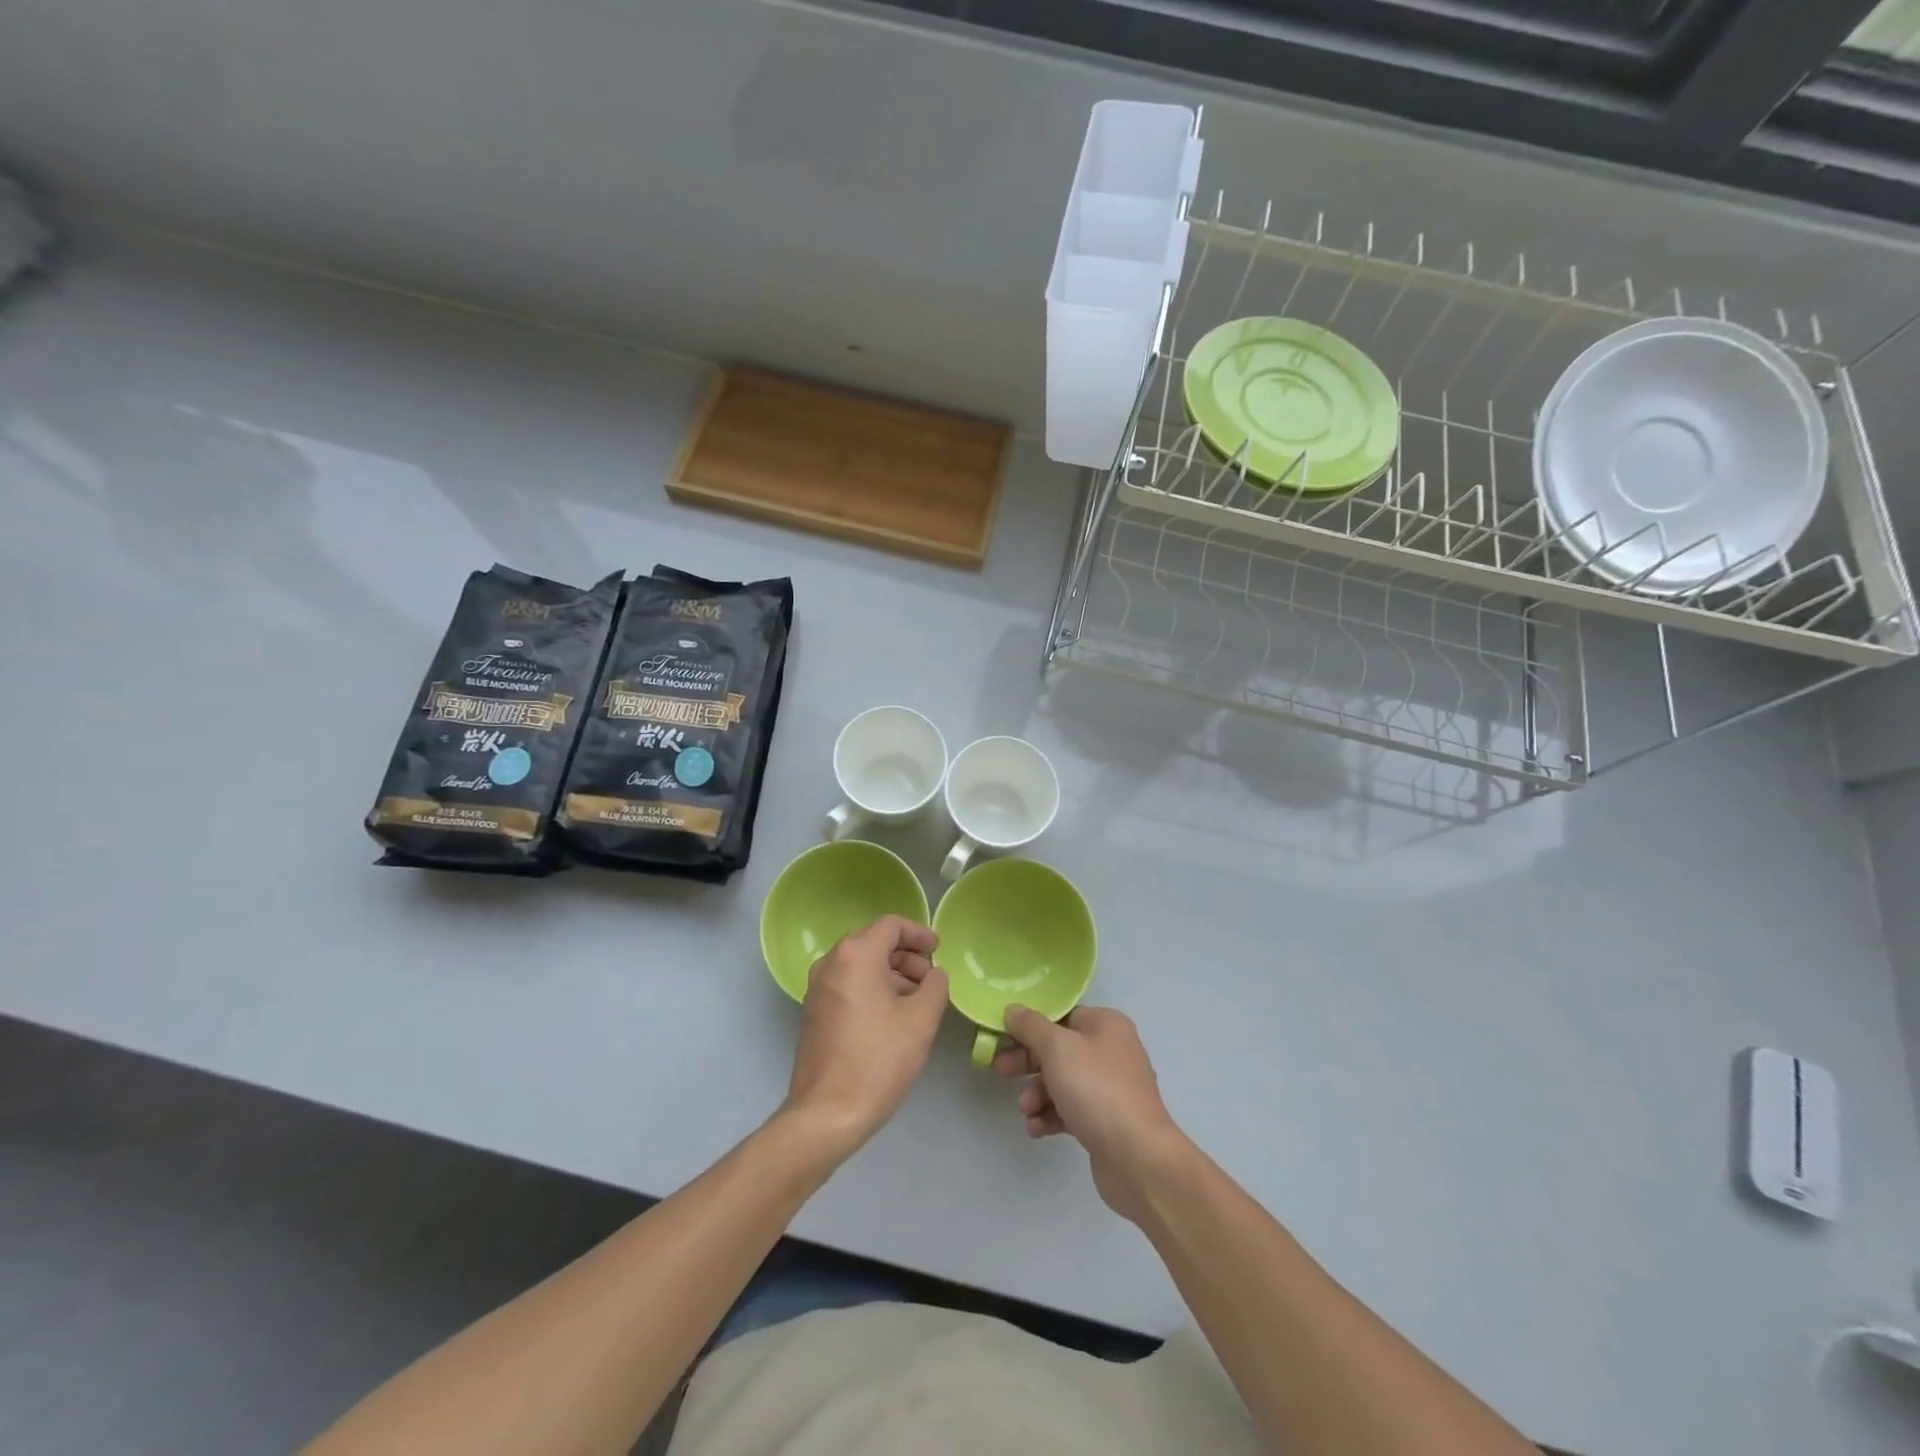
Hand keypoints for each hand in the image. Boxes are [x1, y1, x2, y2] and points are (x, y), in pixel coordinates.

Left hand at [783, 916, 948, 1160]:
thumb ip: (935, 986)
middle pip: (874, 942)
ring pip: (860, 964)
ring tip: (917, 1001)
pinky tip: (892, 1016)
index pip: (891, 925)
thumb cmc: (878, 1060)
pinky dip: (872, 988)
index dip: (919, 933)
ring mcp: (817, 988)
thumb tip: (934, 975)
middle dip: (906, 956)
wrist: (827, 1114)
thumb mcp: (921, 1021)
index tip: (939, 949)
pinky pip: (848, 984)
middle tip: (930, 979)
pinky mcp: (813, 1012)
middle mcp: (831, 963)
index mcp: (855, 956)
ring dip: (891, 973)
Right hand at [994, 1004, 1189, 1223]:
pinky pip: (1071, 1110)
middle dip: (1028, 1062)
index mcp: (1106, 1025)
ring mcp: (1111, 1088)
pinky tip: (1037, 1129)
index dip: (1031, 1025)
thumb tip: (1012, 1009)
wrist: (1138, 1157)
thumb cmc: (1096, 1089)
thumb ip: (1031, 1026)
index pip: (1062, 1016)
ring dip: (1038, 1094)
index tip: (1004, 1037)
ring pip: (1062, 1082)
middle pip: (1059, 1049)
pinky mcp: (1106, 1121)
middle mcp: (1111, 1051)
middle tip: (1001, 1070)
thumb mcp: (1057, 1048)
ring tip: (1027, 1110)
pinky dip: (1051, 1116)